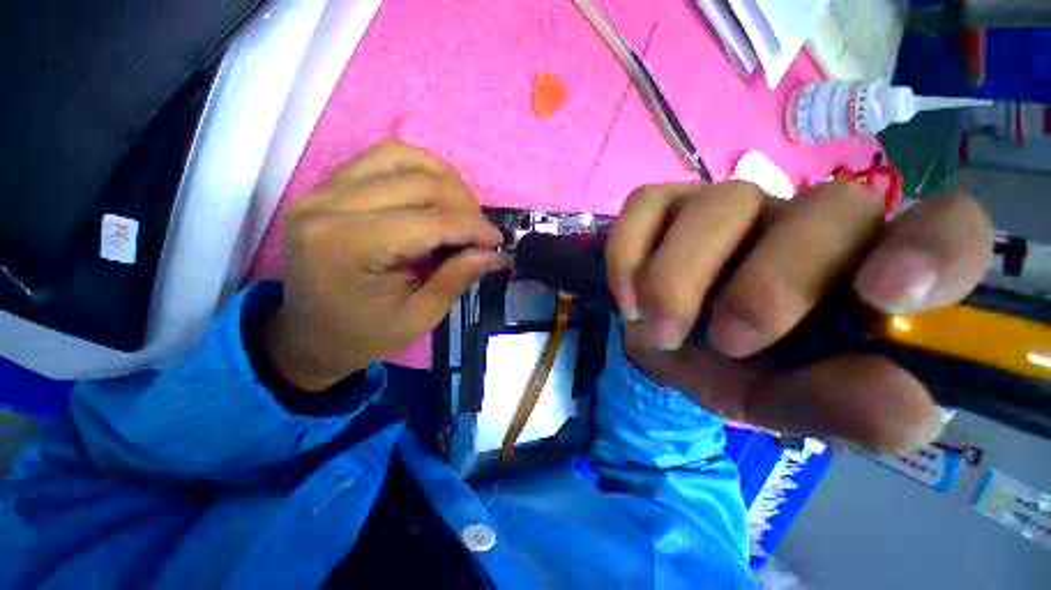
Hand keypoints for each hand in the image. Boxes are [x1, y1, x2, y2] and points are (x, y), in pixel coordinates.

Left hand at [265, 139, 502, 390]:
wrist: (308, 335)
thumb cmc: (363, 335)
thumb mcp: (419, 317)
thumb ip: (457, 278)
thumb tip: (493, 253)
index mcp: (350, 246)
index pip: (430, 220)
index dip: (473, 227)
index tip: (497, 242)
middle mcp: (329, 206)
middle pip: (418, 182)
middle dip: (464, 205)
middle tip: (481, 232)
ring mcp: (322, 190)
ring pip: (401, 157)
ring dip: (444, 179)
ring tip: (462, 209)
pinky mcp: (326, 187)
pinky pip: (381, 159)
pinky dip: (418, 170)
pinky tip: (434, 195)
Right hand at [607, 180, 991, 453]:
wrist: (664, 343)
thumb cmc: (732, 370)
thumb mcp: (785, 402)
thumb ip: (843, 408)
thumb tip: (910, 408)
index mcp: (865, 270)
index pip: (948, 229)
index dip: (933, 250)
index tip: (884, 297)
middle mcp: (805, 218)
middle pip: (826, 209)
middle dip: (768, 288)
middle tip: (726, 342)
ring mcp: (726, 201)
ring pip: (715, 206)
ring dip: (675, 283)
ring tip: (659, 331)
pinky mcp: (662, 203)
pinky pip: (643, 207)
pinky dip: (627, 258)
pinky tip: (629, 299)